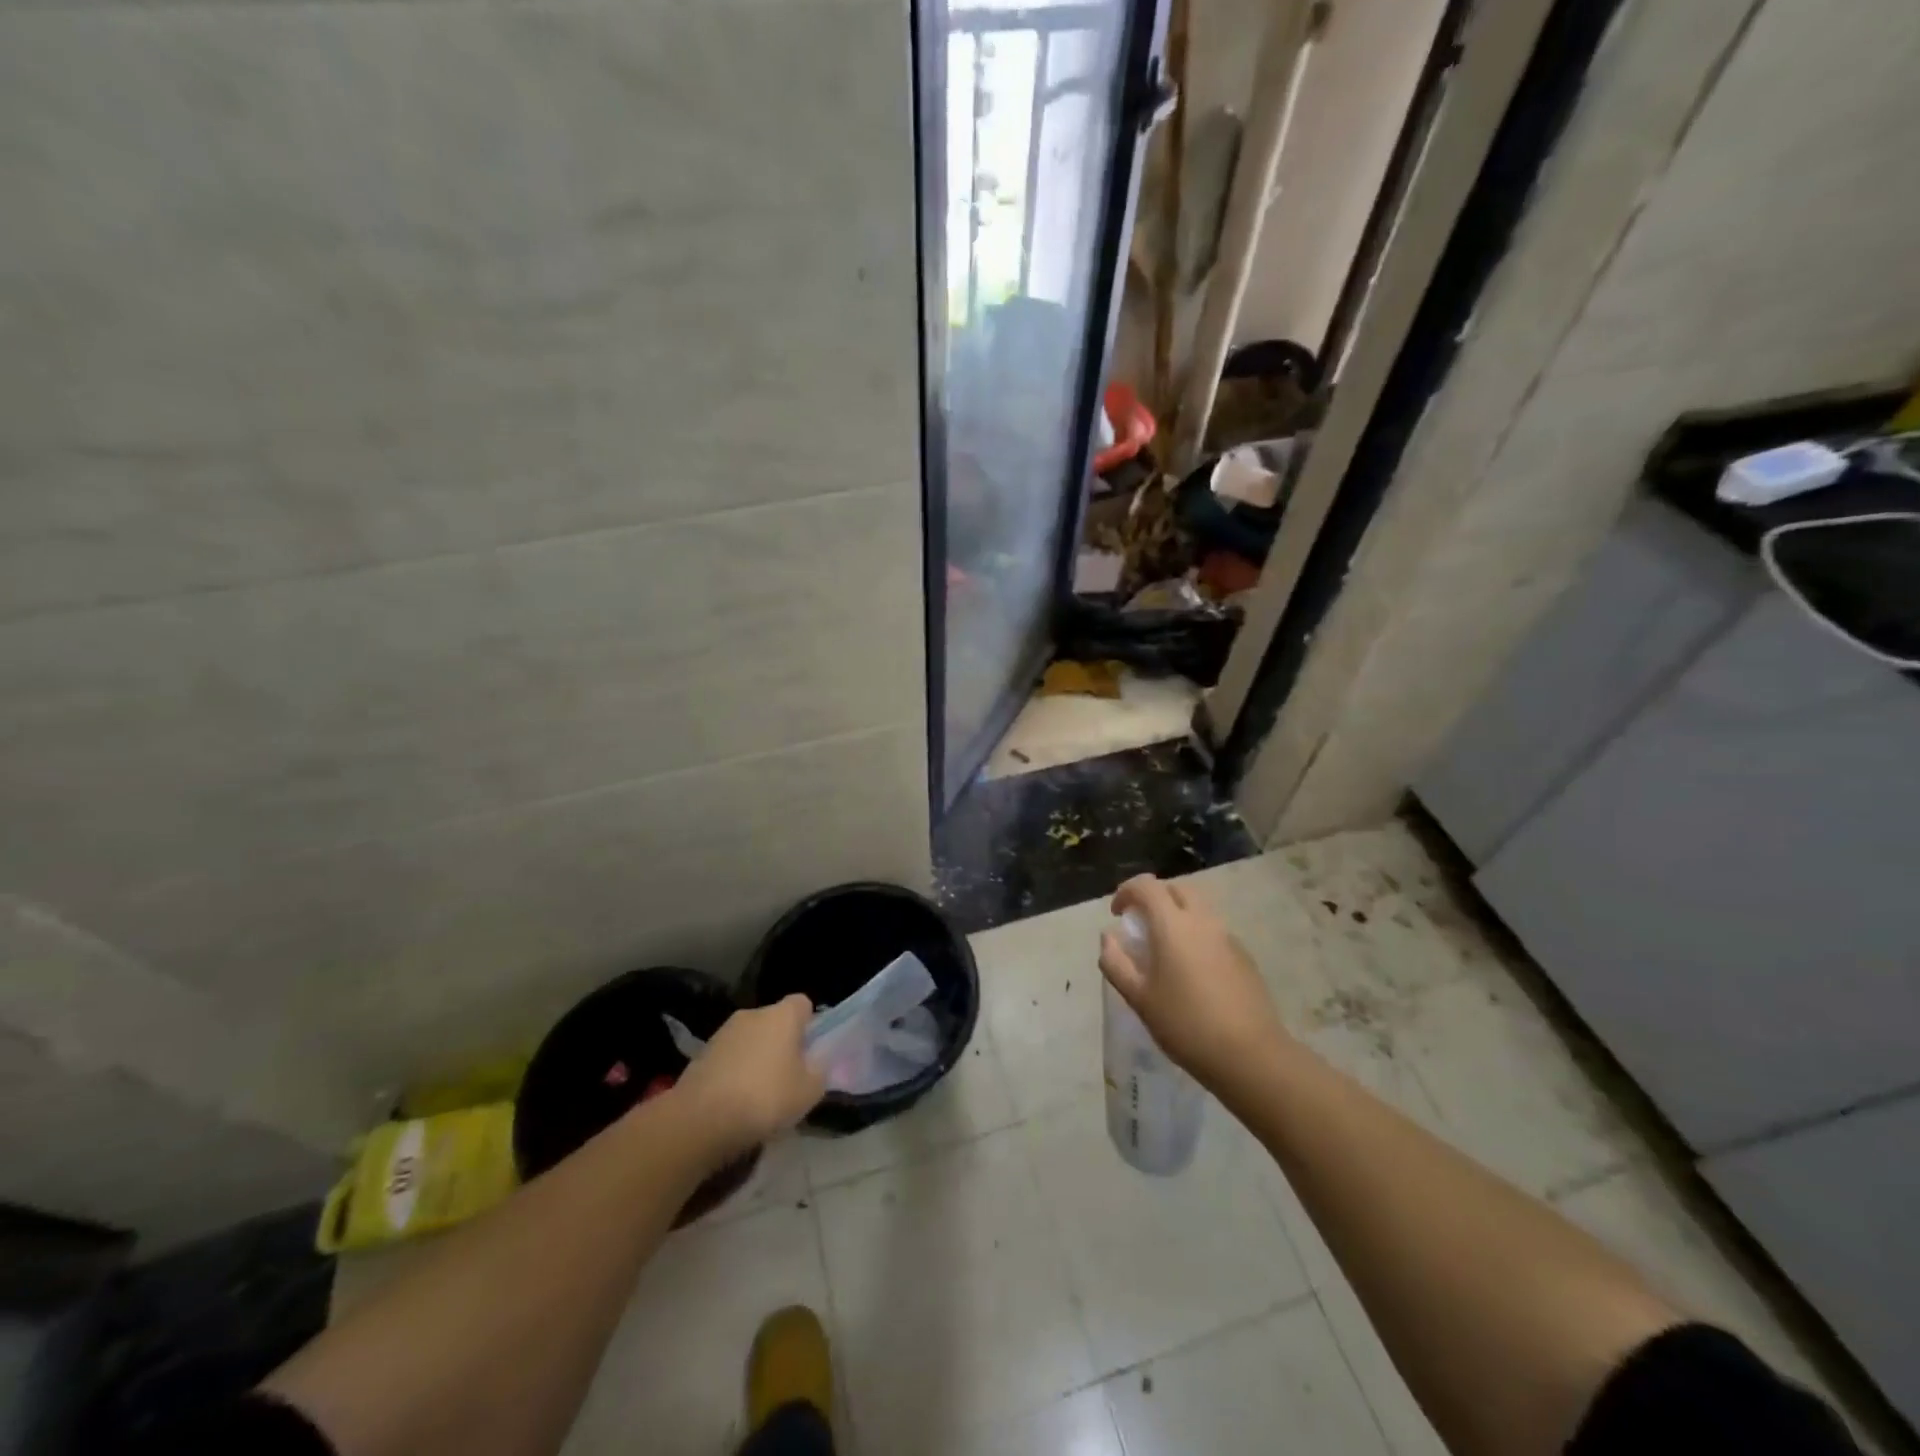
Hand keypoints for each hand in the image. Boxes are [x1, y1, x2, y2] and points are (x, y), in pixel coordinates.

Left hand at [671, 996, 825, 1153]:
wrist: (700, 1120)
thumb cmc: (765, 1098)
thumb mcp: (809, 1091)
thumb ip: (819, 1071)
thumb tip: (815, 1063)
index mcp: (782, 1015)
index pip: (802, 1003)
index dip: (809, 1025)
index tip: (810, 1052)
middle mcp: (752, 1014)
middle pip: (774, 1022)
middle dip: (781, 1044)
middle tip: (787, 1078)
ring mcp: (723, 1033)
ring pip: (750, 1040)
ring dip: (756, 1059)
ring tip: (758, 1096)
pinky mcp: (701, 1055)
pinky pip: (728, 1058)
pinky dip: (734, 1074)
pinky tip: (734, 1103)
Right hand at [1100, 875, 1293, 1100]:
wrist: (1250, 1055)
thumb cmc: (1185, 1024)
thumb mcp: (1139, 998)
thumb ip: (1116, 963)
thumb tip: (1108, 938)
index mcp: (1173, 924)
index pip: (1146, 886)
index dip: (1126, 892)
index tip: (1117, 914)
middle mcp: (1202, 920)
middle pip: (1176, 889)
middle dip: (1154, 897)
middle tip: (1141, 924)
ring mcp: (1227, 937)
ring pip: (1198, 908)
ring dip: (1177, 914)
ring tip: (1165, 949)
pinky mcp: (1244, 956)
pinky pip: (1213, 930)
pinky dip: (1196, 934)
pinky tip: (1192, 970)